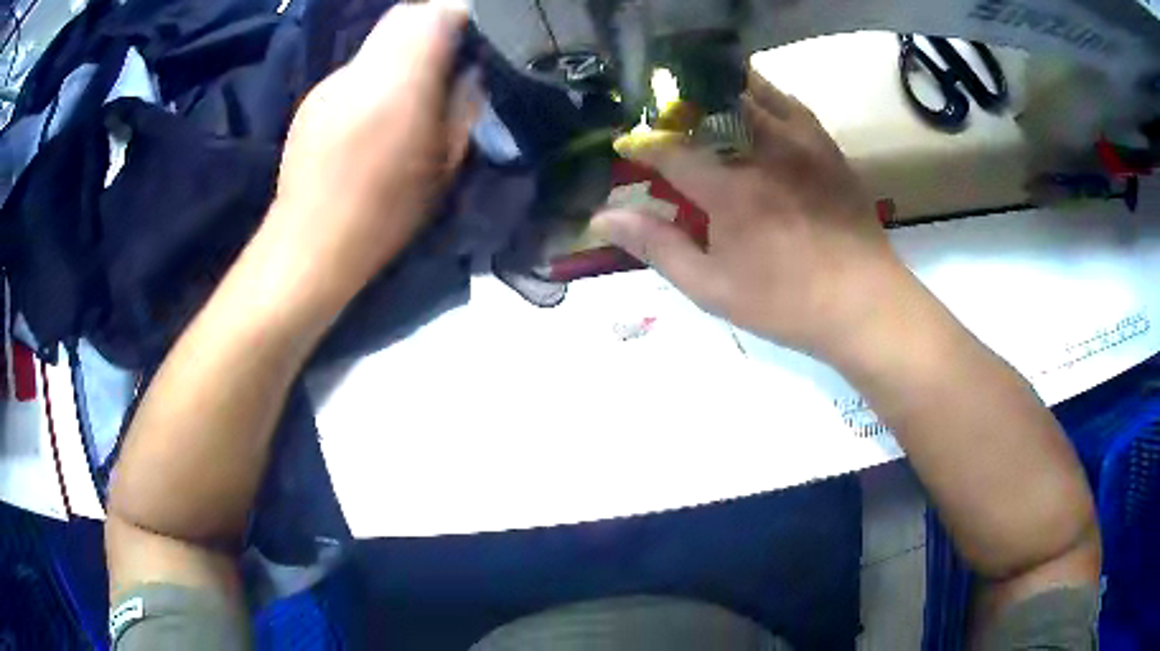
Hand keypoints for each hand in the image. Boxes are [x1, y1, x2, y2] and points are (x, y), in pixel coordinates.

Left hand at [266, 0, 478, 310]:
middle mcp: (360, 68)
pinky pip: (355, 67)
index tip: (480, 34)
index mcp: (398, 82)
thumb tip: (471, 71)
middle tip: (454, 52)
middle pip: (404, 15)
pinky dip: (376, 72)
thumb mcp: (444, 162)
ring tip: (416, 82)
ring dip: (404, 48)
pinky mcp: (313, 98)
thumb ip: (463, 105)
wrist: (311, 242)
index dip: (463, 15)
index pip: (435, 14)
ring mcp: (331, 81)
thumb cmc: (385, 211)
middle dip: (435, 23)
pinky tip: (377, 107)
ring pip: (378, 40)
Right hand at [592, 71, 913, 358]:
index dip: (643, 145)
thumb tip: (603, 218)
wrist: (863, 303)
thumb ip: (657, 246)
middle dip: (680, 110)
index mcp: (730, 189)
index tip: (628, 146)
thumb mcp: (712, 287)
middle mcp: (763, 151)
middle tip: (666, 122)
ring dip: (720, 94)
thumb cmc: (786, 303)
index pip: (671, 149)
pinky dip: (765, 97)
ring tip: (704, 103)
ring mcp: (801, 144)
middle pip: (710, 108)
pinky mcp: (827, 147)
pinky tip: (756, 107)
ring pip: (752, 94)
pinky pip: (791, 104)